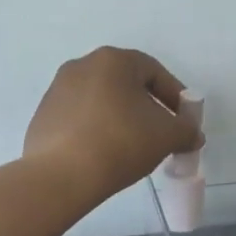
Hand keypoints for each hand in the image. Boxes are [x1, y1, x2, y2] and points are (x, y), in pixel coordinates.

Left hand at [25, 47, 201, 201]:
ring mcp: (57, 89)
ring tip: (132, 147)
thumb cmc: (120, 142)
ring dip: (120, 118)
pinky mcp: (43, 115)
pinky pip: (79, 118)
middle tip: (160, 134)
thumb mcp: (166, 136)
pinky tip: (103, 154)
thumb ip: (186, 130)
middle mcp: (82, 65)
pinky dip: (96, 130)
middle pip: (125, 84)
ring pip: (101, 100)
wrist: (61, 175)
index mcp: (113, 60)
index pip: (154, 71)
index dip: (174, 96)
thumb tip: (192, 134)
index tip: (184, 121)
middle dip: (147, 107)